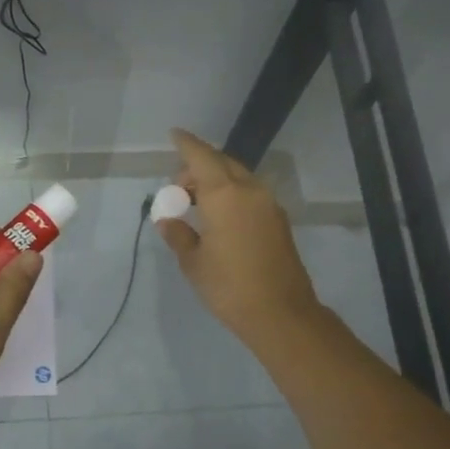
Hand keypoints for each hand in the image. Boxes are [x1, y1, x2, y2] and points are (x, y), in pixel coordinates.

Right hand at [156, 128, 323, 346]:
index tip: (174, 134)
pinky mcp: (278, 220)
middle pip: (222, 163)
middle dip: (198, 166)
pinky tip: (218, 215)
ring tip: (195, 203)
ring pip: (238, 177)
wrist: (281, 313)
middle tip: (178, 187)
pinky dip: (231, 193)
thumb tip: (168, 221)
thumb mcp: (193, 261)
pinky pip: (249, 193)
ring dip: (216, 180)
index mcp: (225, 195)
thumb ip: (179, 234)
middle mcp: (249, 191)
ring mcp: (268, 205)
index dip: (186, 144)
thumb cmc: (229, 286)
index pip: (201, 157)